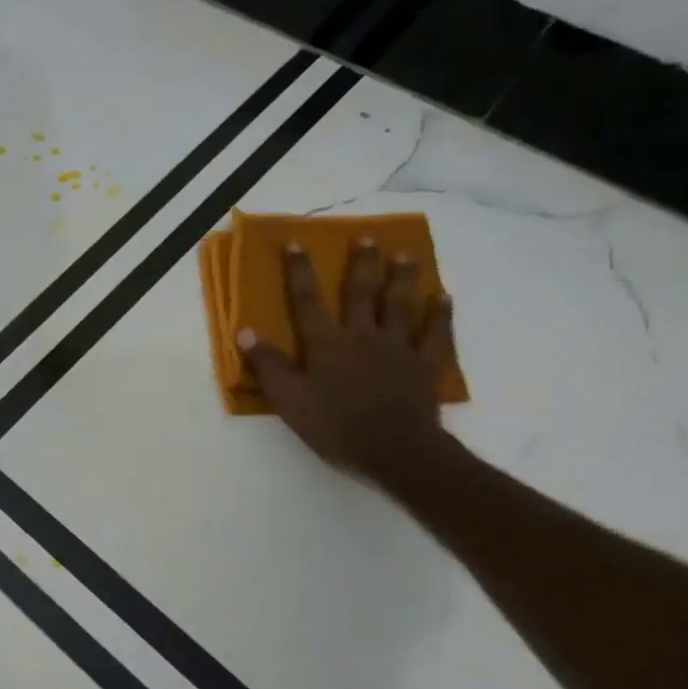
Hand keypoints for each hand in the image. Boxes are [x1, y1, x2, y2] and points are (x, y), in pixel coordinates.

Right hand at [237, 237, 455, 483]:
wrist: (395, 452)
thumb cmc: (335, 427)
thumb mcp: (289, 400)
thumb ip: (267, 365)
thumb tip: (244, 331)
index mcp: (326, 344)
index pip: (308, 300)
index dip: (300, 271)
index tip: (296, 243)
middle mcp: (362, 336)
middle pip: (361, 293)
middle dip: (362, 263)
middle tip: (367, 237)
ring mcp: (398, 348)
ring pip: (400, 305)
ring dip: (402, 278)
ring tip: (406, 255)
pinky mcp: (425, 365)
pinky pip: (436, 334)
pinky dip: (440, 315)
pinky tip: (443, 298)